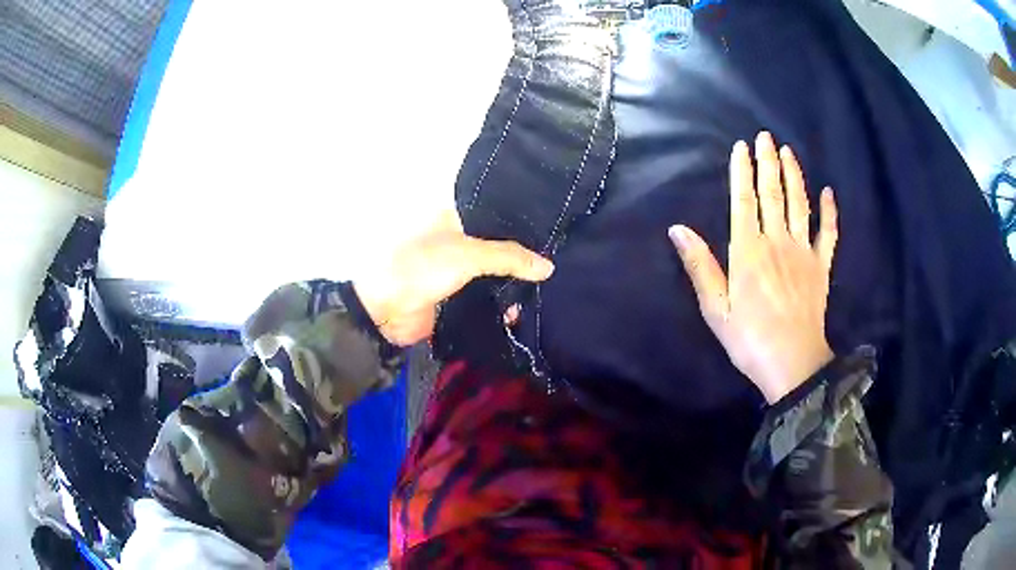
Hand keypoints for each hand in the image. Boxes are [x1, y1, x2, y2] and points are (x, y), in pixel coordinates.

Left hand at [353, 211, 553, 345]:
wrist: (387, 312)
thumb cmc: (422, 268)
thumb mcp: (468, 254)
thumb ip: (509, 258)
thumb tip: (548, 267)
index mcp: (454, 219)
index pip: (495, 217)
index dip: (521, 224)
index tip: (553, 231)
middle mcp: (457, 242)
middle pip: (497, 248)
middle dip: (522, 258)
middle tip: (559, 262)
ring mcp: (457, 272)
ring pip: (494, 275)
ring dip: (514, 284)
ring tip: (551, 288)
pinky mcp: (457, 298)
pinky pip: (486, 299)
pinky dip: (502, 305)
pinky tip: (524, 310)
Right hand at [669, 132, 838, 402]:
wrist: (792, 364)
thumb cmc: (749, 339)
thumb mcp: (716, 309)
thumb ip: (700, 266)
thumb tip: (678, 229)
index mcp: (748, 251)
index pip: (744, 200)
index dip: (742, 171)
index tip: (742, 147)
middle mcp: (776, 242)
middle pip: (772, 194)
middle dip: (768, 162)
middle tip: (766, 136)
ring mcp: (803, 252)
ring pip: (799, 205)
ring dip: (794, 176)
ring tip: (789, 152)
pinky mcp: (821, 267)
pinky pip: (827, 234)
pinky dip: (829, 213)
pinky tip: (828, 193)